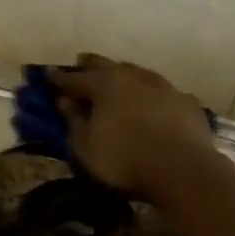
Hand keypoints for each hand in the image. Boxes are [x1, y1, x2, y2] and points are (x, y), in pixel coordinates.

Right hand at [47, 54, 217, 200]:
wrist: (184, 170)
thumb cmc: (125, 160)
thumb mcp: (86, 147)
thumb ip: (73, 121)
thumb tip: (64, 101)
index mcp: (105, 84)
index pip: (75, 78)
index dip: (59, 79)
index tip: (47, 76)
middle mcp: (134, 76)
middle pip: (107, 65)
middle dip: (90, 65)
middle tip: (80, 64)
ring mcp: (164, 86)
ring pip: (137, 73)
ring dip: (123, 76)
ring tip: (117, 81)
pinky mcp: (187, 102)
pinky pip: (162, 93)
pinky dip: (151, 95)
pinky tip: (152, 103)